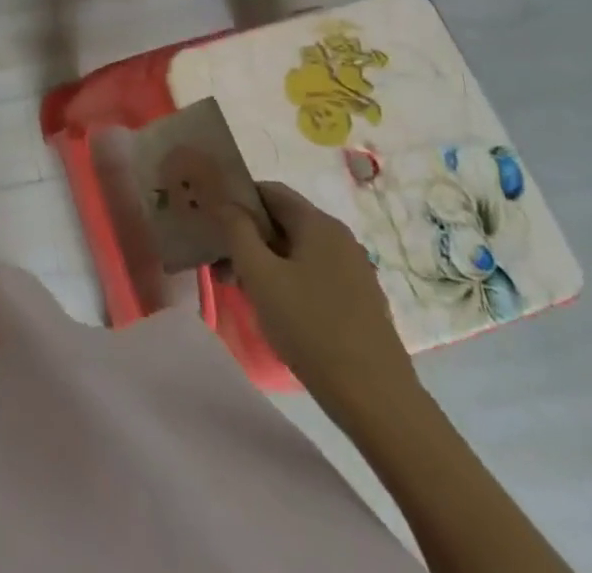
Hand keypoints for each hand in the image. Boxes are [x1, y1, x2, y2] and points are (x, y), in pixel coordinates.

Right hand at [218, 181, 416, 415]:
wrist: (377, 401)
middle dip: (248, 236)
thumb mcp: (260, 275)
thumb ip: (237, 230)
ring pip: (297, 250)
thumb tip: (226, 203)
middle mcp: (340, 238)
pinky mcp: (360, 300)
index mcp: (318, 223)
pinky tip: (277, 311)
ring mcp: (354, 270)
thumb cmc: (310, 328)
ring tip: (243, 291)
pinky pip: (315, 274)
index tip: (214, 223)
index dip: (237, 199)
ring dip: (266, 261)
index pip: (270, 191)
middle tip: (222, 265)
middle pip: (283, 221)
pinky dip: (289, 280)